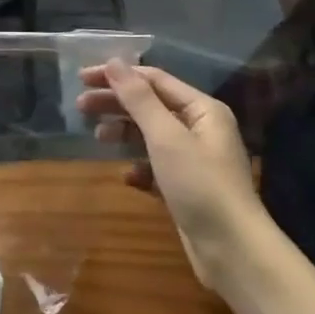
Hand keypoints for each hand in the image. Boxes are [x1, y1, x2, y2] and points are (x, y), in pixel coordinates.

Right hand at [78, 61, 257, 285]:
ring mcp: (194, 160)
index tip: (83, 78)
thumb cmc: (200, 184)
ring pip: (151, 136)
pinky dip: (139, 168)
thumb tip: (114, 62)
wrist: (233, 252)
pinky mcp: (187, 188)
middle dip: (116, 104)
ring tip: (98, 138)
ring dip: (124, 133)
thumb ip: (138, 98)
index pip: (154, 80)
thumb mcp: (165, 136)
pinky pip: (156, 168)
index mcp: (202, 109)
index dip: (118, 76)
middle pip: (151, 106)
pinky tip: (126, 176)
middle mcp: (200, 129)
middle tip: (80, 106)